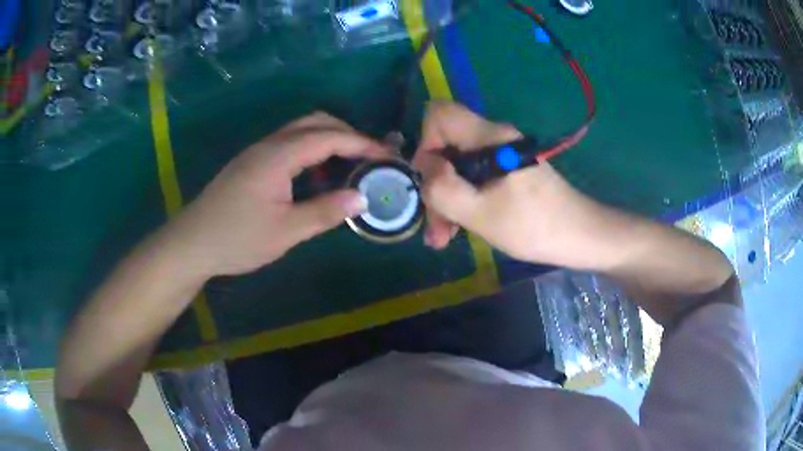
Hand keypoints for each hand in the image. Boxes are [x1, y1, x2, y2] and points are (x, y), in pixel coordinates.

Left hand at [165, 112, 387, 276]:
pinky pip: (289, 144)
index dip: (361, 143)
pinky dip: (311, 151)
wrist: (192, 243)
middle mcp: (269, 145)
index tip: (387, 156)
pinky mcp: (252, 163)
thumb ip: (325, 211)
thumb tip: (362, 197)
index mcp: (278, 156)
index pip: (329, 137)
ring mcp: (258, 152)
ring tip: (349, 165)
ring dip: (329, 140)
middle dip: (347, 133)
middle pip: (315, 122)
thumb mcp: (286, 231)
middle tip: (370, 157)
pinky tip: (316, 176)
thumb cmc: (237, 239)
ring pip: (300, 130)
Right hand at [413, 101, 595, 263]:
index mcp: (490, 137)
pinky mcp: (507, 169)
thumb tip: (425, 167)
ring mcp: (501, 153)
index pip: (440, 113)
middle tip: (435, 225)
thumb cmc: (534, 226)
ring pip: (457, 164)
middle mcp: (494, 137)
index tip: (431, 178)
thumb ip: (443, 188)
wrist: (579, 235)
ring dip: (445, 198)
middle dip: (434, 183)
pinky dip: (462, 199)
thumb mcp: (481, 213)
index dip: (426, 141)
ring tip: (443, 237)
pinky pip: (473, 176)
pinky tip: (459, 229)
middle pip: (446, 144)